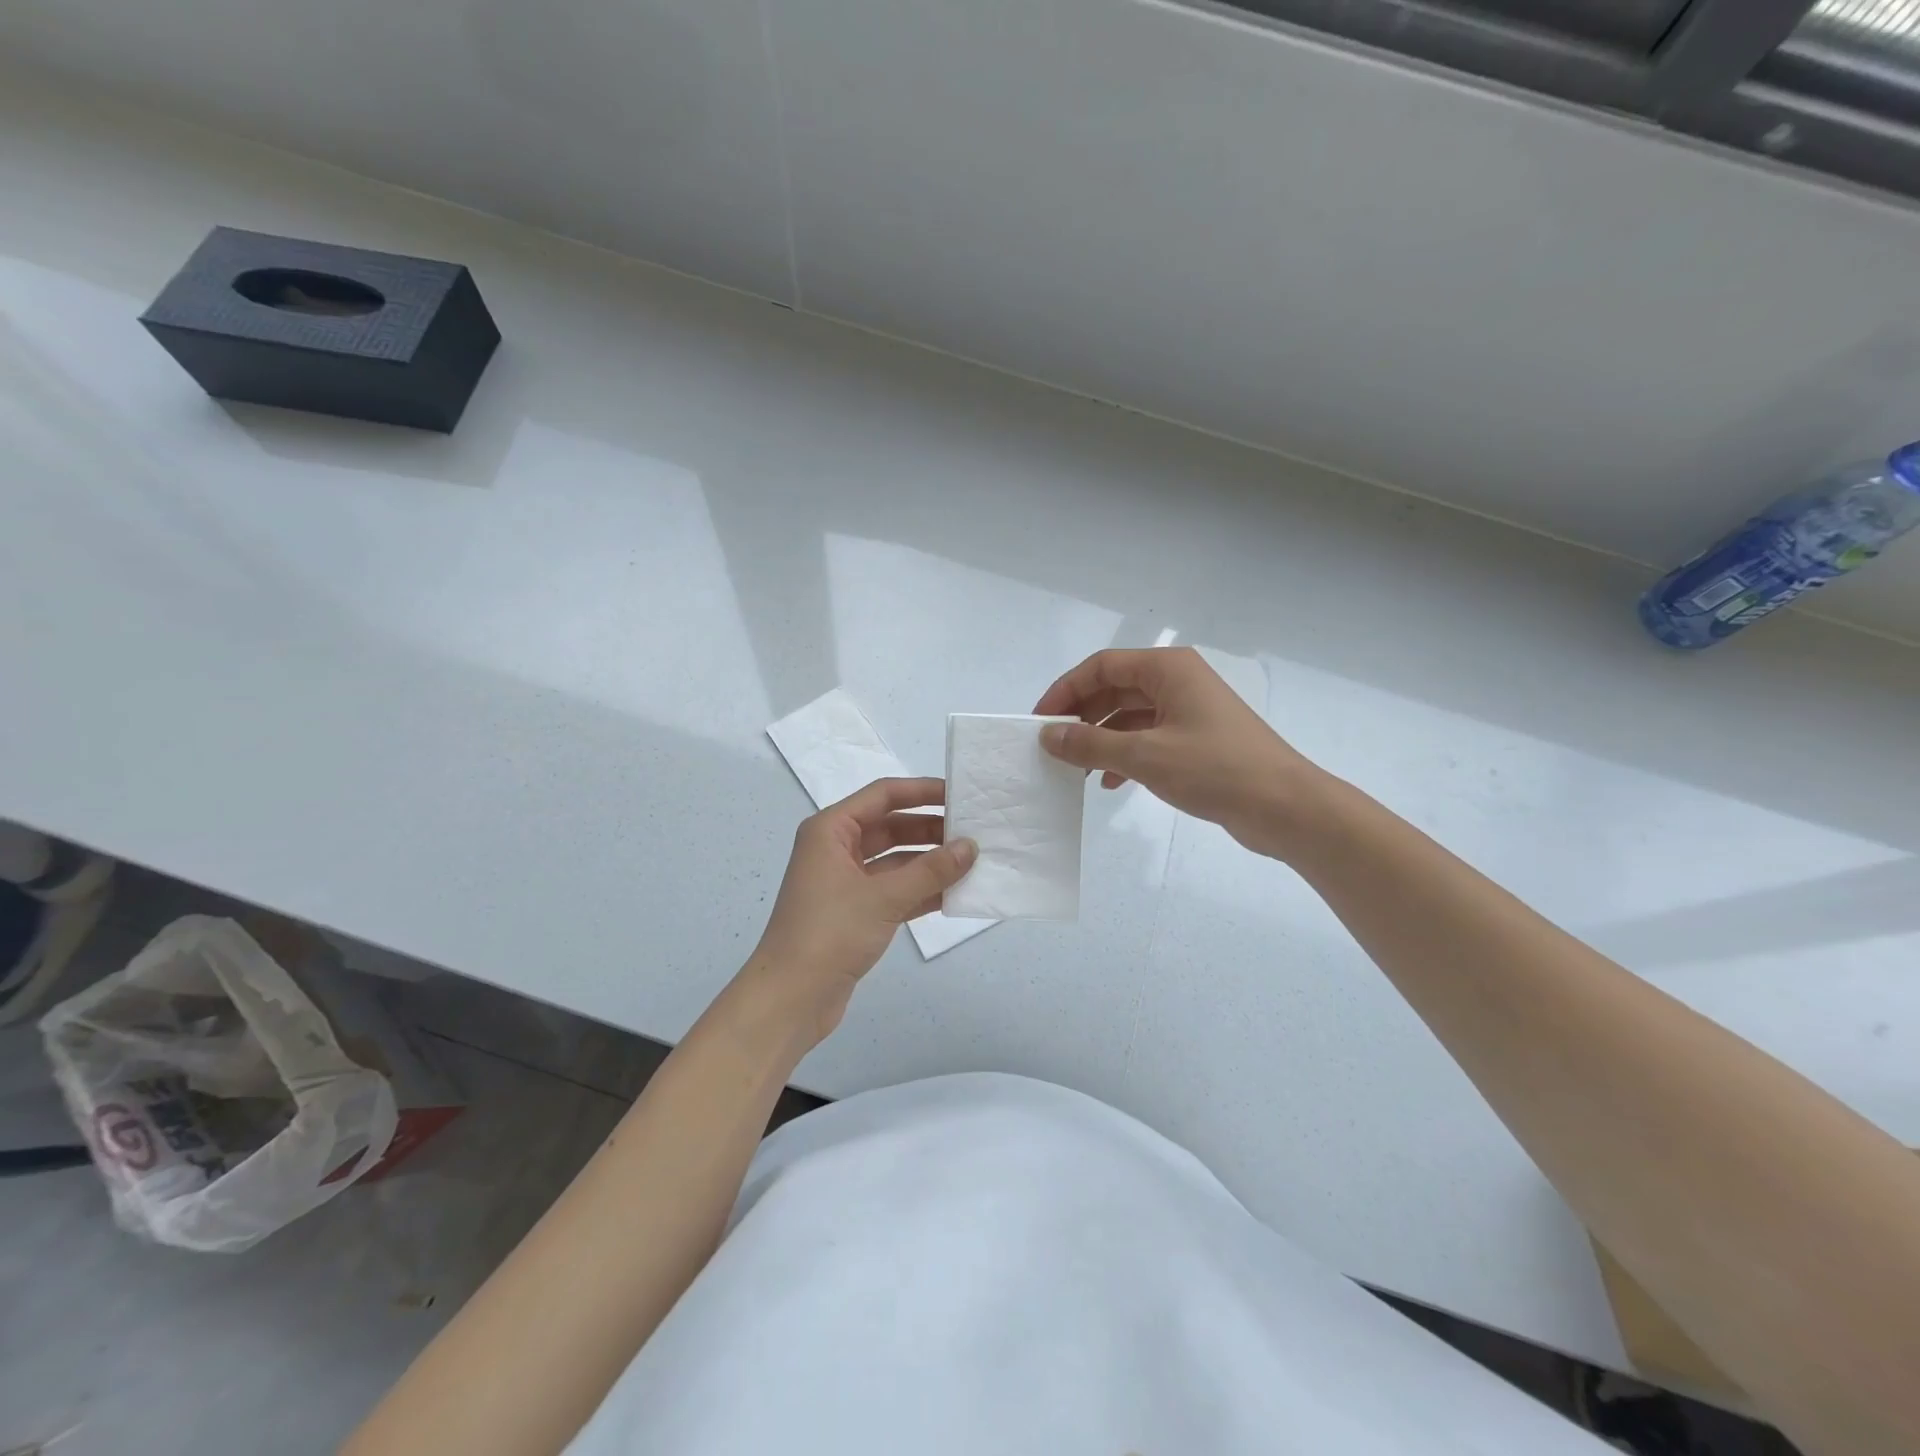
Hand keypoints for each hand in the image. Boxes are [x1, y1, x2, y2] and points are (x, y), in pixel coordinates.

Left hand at [738, 777, 976, 1046]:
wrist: (790, 999)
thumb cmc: (829, 933)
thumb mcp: (884, 898)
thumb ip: (931, 871)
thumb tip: (970, 846)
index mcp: (831, 830)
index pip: (883, 795)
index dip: (922, 791)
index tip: (959, 794)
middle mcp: (836, 849)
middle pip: (890, 826)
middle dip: (930, 829)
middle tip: (974, 832)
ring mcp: (845, 882)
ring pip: (895, 860)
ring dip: (930, 862)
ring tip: (973, 862)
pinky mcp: (855, 912)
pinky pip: (894, 890)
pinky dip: (921, 890)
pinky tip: (955, 894)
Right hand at [1034, 647, 1324, 857]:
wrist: (1285, 807)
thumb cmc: (1215, 769)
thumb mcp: (1144, 756)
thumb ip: (1091, 744)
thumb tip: (1048, 735)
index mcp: (1167, 669)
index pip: (1102, 666)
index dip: (1066, 690)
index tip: (1041, 721)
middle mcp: (1177, 682)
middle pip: (1114, 689)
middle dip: (1082, 716)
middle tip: (1053, 746)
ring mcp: (1188, 711)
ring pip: (1129, 716)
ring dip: (1100, 739)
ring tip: (1076, 768)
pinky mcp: (1196, 740)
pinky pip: (1147, 738)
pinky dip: (1124, 755)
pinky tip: (1109, 782)